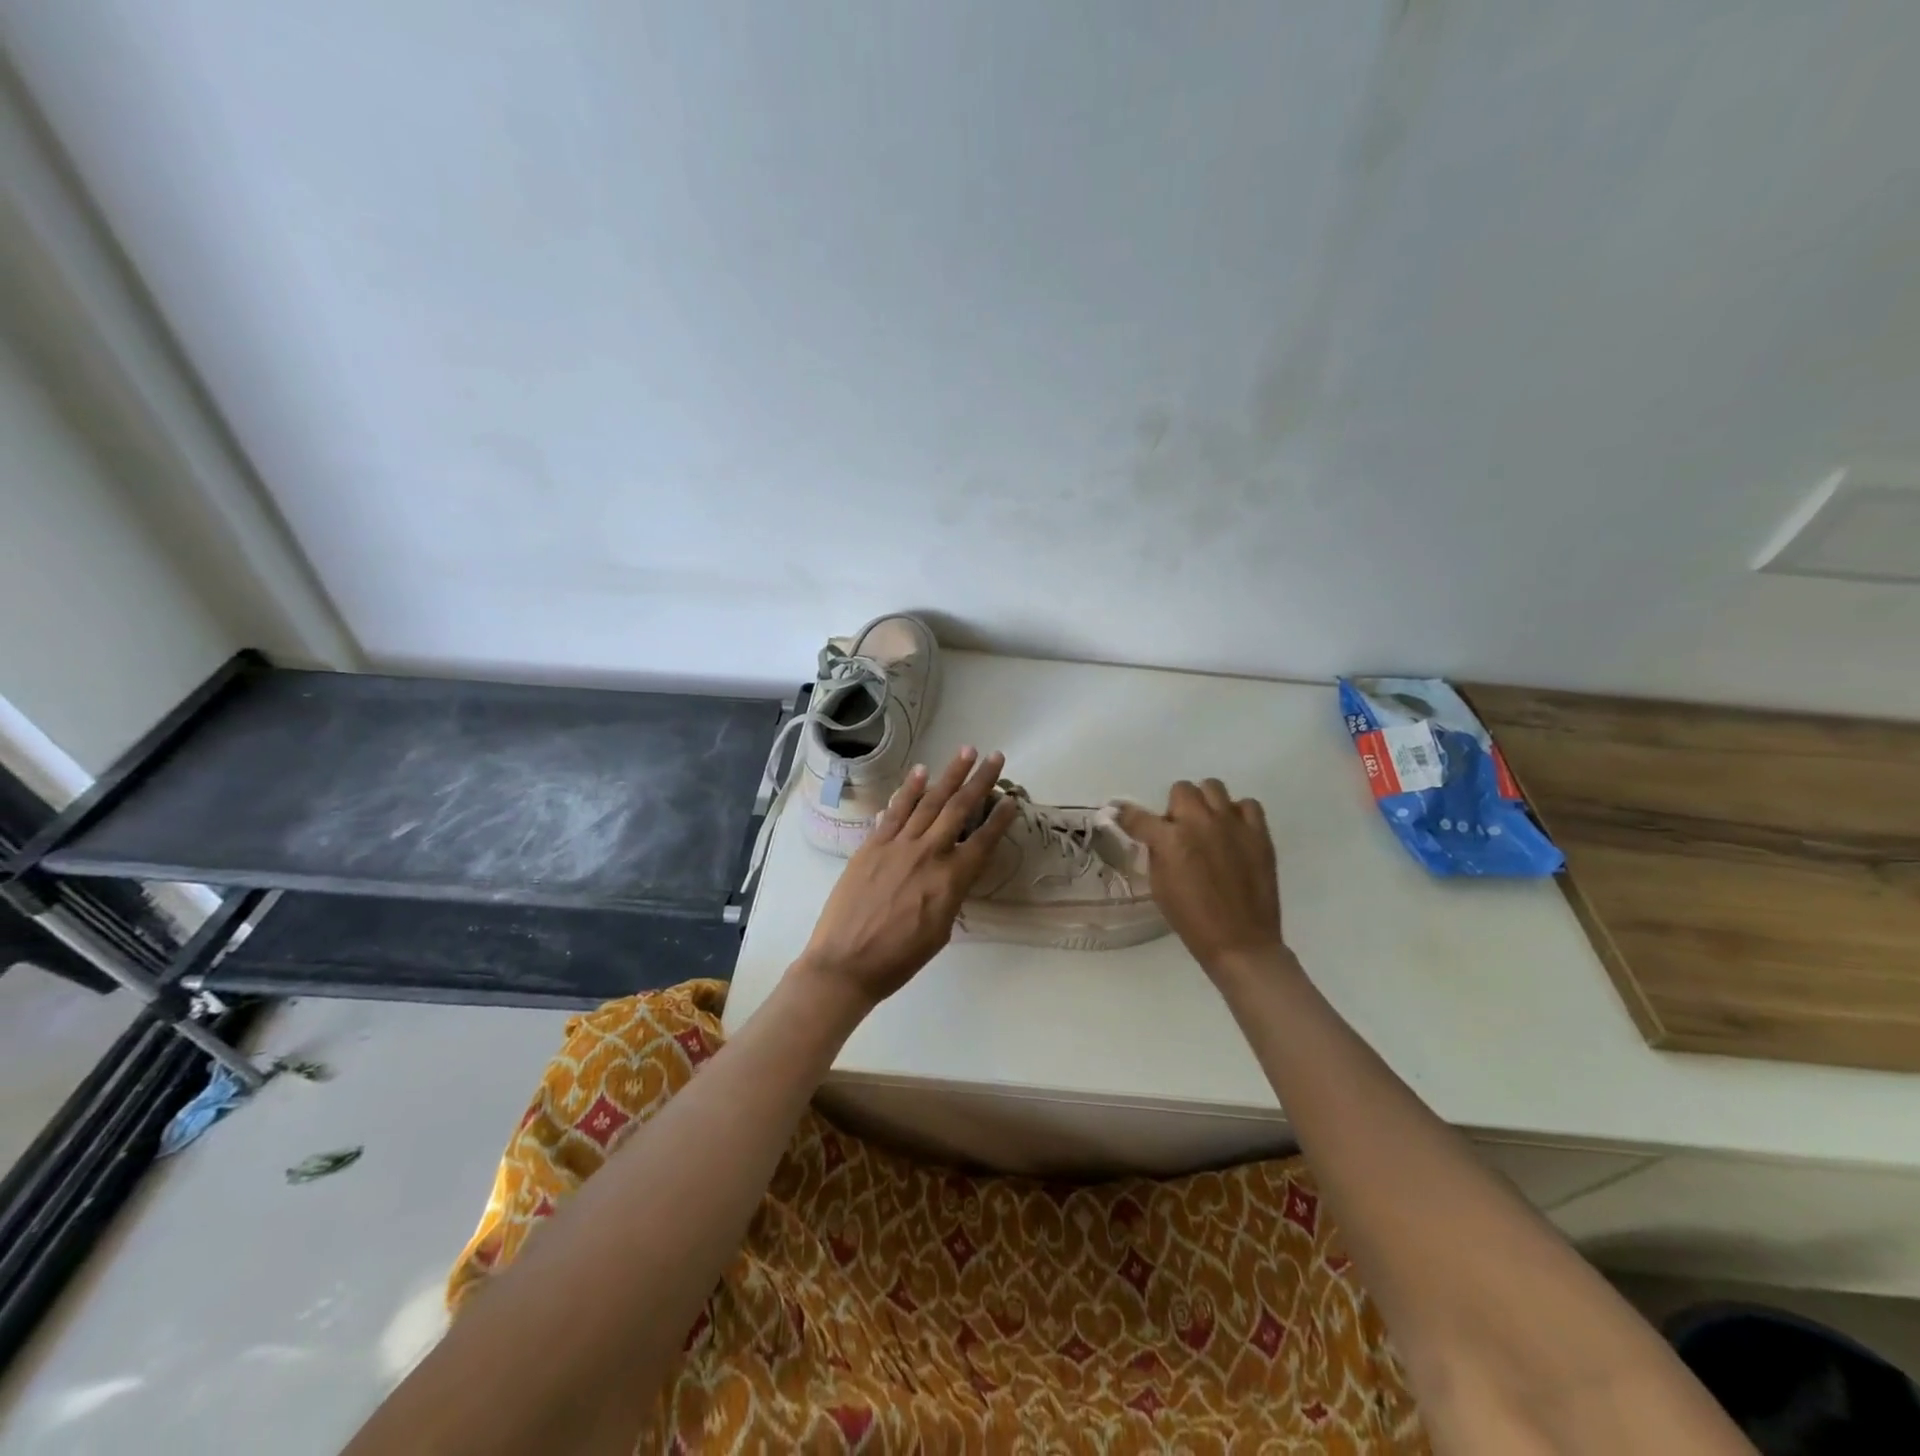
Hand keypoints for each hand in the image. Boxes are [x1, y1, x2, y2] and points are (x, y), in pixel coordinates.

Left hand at [795, 748, 1018, 1011]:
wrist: (846, 963)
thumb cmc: (899, 959)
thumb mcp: (940, 931)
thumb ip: (951, 894)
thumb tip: (955, 870)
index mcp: (951, 880)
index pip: (983, 841)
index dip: (1000, 819)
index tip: (1012, 799)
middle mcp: (928, 854)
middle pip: (959, 809)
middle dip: (980, 781)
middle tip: (996, 757)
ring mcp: (897, 845)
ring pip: (929, 801)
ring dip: (949, 775)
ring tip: (966, 751)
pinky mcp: (871, 845)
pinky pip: (895, 811)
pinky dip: (909, 790)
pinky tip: (921, 772)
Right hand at [1117, 780, 1286, 979]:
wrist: (1241, 942)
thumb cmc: (1192, 920)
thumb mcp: (1159, 886)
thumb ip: (1157, 852)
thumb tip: (1156, 836)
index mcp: (1170, 840)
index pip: (1138, 816)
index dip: (1127, 815)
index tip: (1124, 816)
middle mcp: (1200, 823)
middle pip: (1181, 789)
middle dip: (1174, 807)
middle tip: (1179, 829)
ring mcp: (1233, 824)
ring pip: (1213, 787)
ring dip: (1204, 803)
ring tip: (1207, 825)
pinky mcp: (1259, 833)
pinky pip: (1247, 804)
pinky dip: (1237, 813)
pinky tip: (1233, 832)